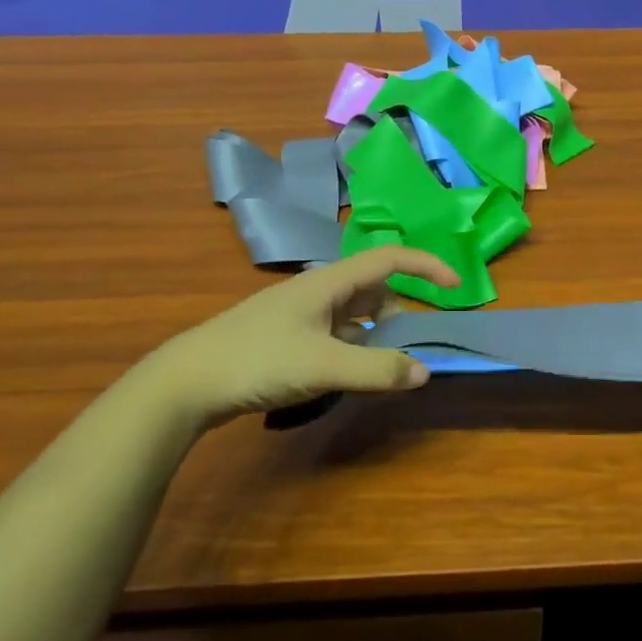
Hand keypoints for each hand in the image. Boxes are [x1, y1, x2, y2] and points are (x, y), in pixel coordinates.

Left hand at [126, 247, 459, 425]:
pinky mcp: (287, 337)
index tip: (455, 288)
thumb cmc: (258, 360)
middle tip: (416, 344)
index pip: (389, 259)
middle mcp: (318, 291)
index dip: (426, 267)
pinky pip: (335, 333)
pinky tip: (349, 373)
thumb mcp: (324, 364)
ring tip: (385, 366)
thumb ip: (377, 369)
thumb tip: (425, 372)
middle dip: (401, 311)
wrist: (186, 382)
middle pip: (373, 289)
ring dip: (376, 334)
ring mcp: (300, 314)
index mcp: (329, 282)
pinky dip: (354, 347)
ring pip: (354, 314)